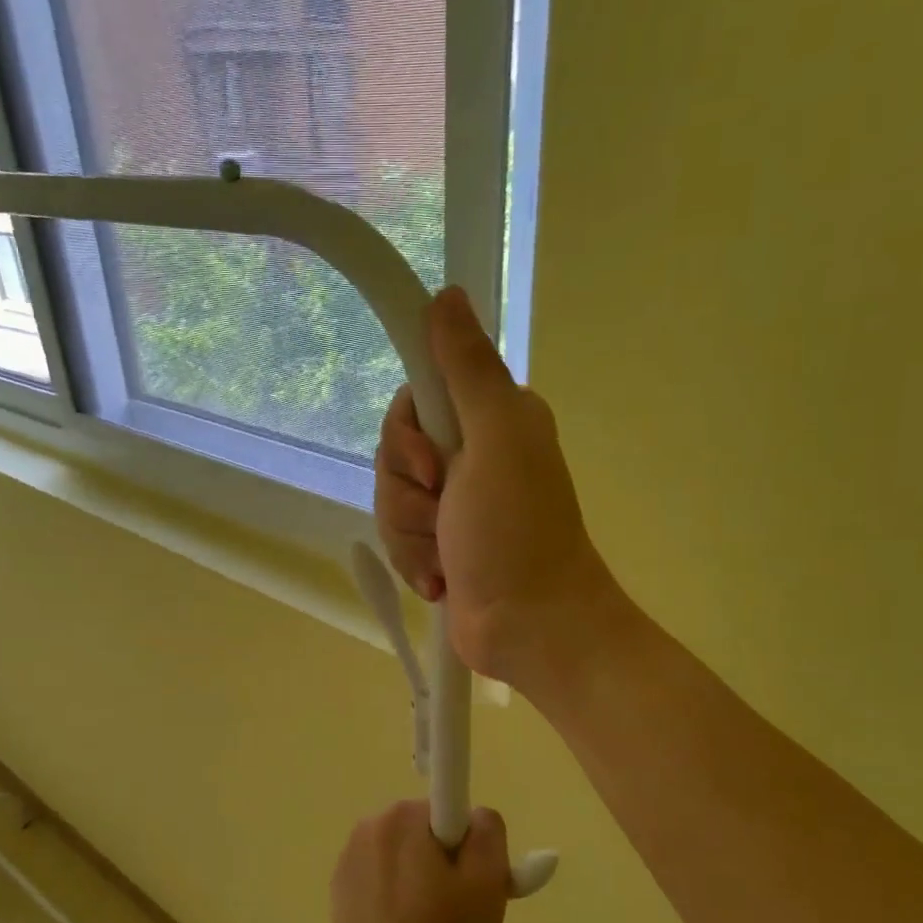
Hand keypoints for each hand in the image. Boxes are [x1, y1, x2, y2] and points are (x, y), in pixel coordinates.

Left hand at [329, 800, 510, 922]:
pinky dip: (395, 896)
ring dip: (419, 879)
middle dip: (443, 862)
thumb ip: (488, 832)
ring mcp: (348, 858)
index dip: (466, 847)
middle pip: (424, 833)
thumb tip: (476, 816)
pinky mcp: (339, 888)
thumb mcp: (488, 882)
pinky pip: (381, 878)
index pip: (449, 813)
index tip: (468, 882)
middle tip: (457, 909)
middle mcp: (369, 826)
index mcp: (401, 816)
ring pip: (403, 856)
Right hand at [374, 286, 629, 698]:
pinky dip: (415, 561)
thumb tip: (446, 294)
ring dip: (411, 534)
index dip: (407, 433)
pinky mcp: (441, 543)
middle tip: (444, 513)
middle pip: (394, 452)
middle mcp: (472, 454)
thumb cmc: (517, 533)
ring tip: (447, 558)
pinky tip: (442, 581)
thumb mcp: (495, 440)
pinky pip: (398, 536)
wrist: (532, 628)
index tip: (430, 464)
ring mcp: (454, 504)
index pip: (415, 398)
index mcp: (490, 419)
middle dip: (407, 493)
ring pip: (390, 499)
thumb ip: (468, 369)